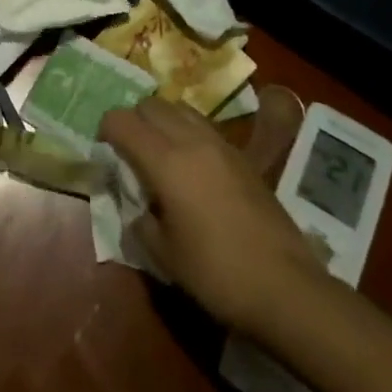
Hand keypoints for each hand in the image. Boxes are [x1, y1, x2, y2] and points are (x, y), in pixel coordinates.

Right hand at [99, 98, 326, 333]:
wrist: (286, 287)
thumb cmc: (217, 273)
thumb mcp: (164, 255)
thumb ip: (139, 219)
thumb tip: (134, 204)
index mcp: (165, 161)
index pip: (122, 121)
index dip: (106, 130)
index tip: (104, 151)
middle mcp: (191, 140)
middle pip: (151, 104)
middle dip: (133, 120)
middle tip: (130, 151)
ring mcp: (221, 144)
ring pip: (180, 108)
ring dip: (163, 121)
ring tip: (161, 153)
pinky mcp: (242, 156)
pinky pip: (204, 126)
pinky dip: (188, 132)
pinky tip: (192, 167)